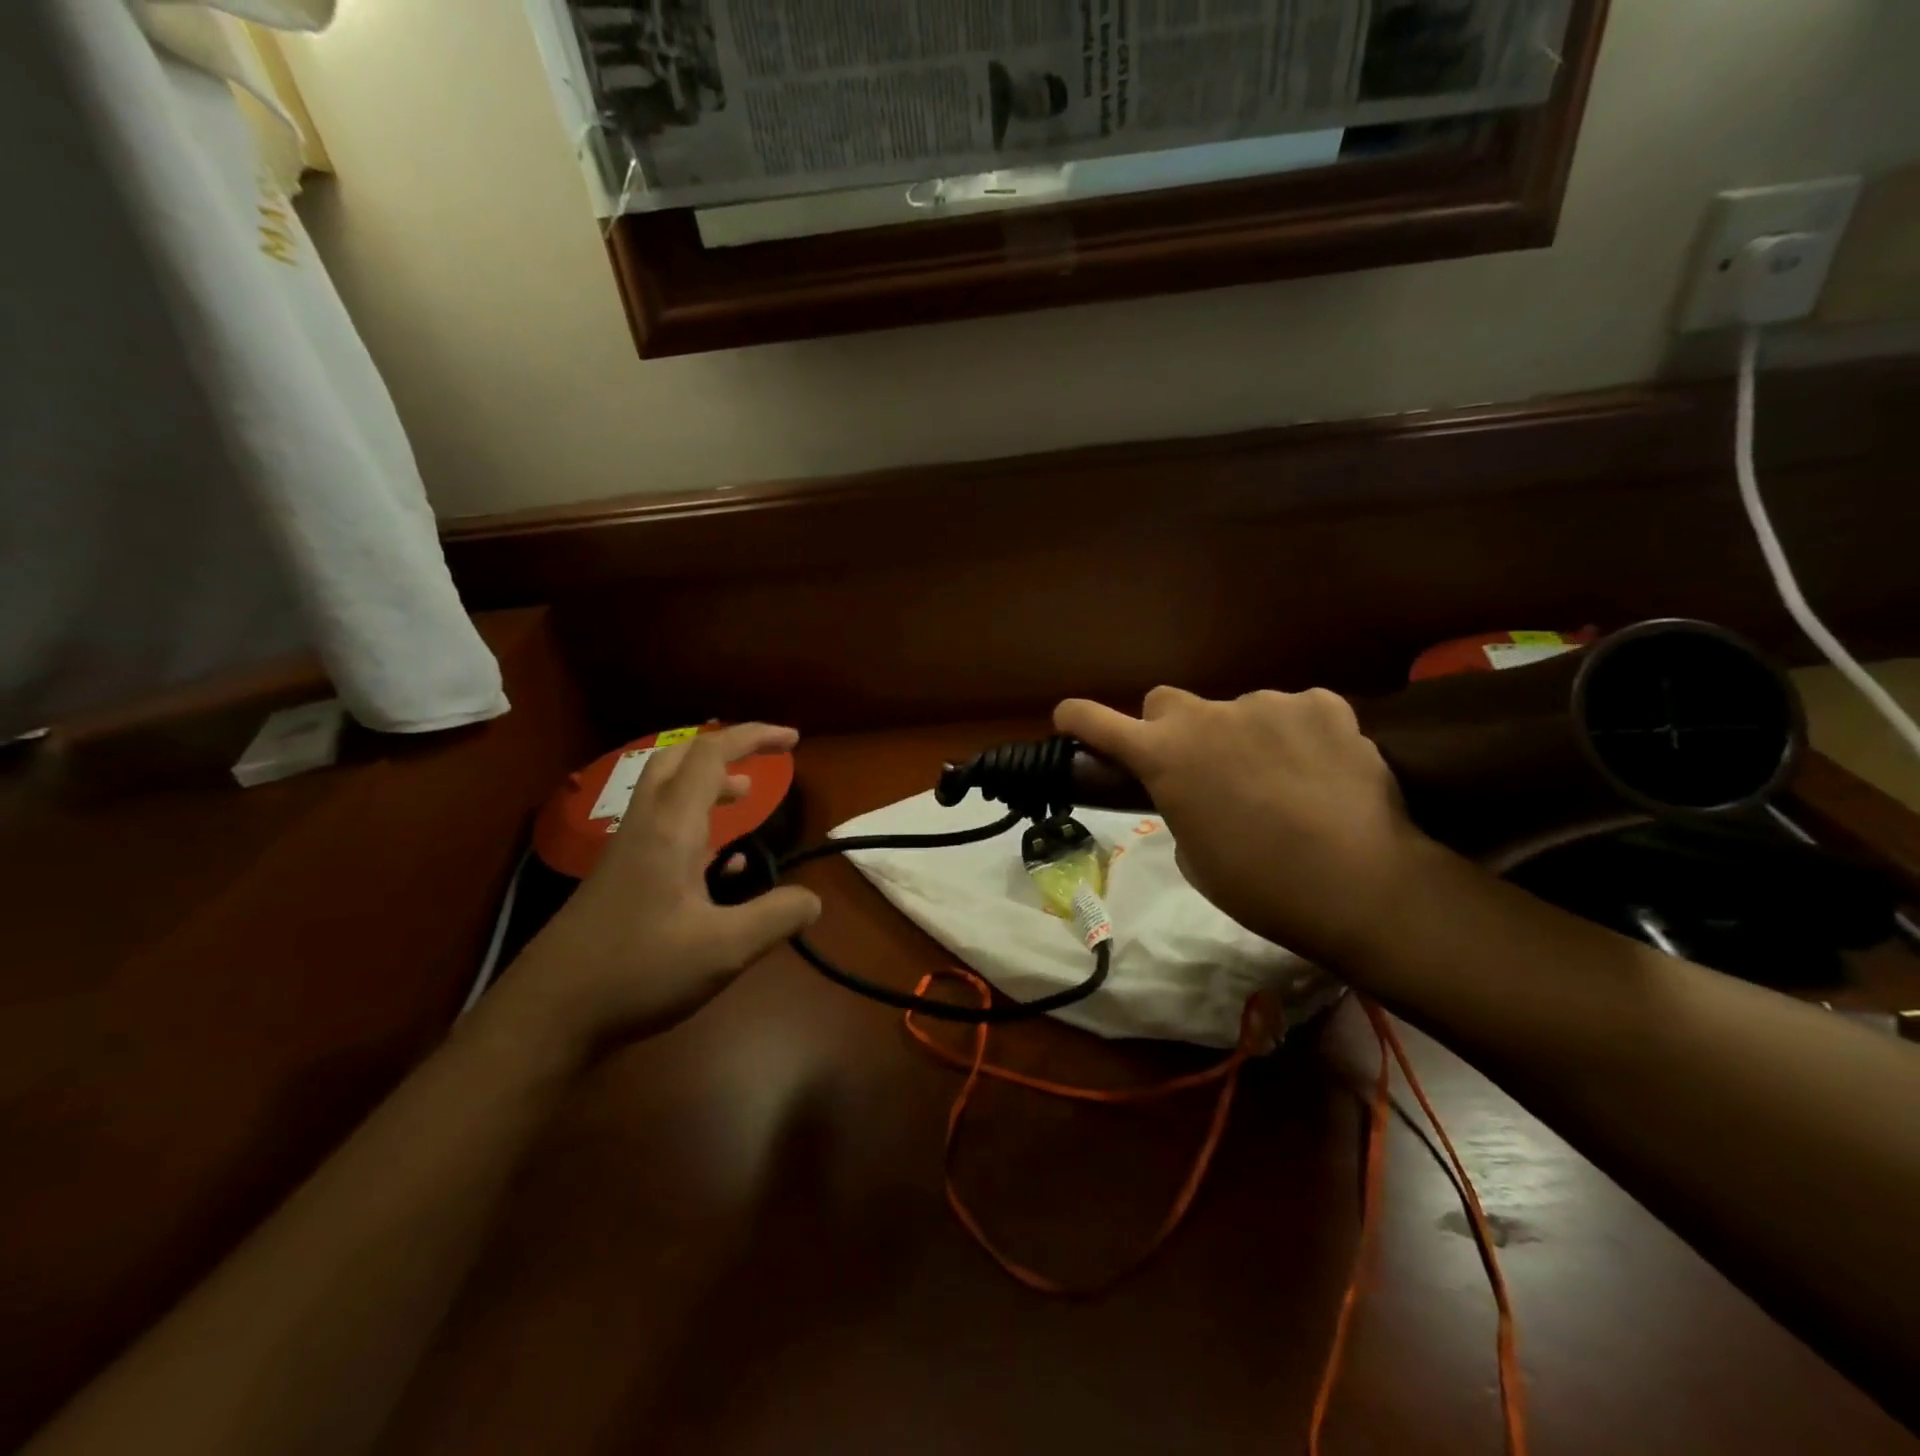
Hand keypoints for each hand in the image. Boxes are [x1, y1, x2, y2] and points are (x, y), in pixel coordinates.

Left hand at [482, 724, 821, 1069]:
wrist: (547, 1015)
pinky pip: (663, 830)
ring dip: (710, 785)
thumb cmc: (638, 971)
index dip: (754, 737)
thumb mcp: (724, 950)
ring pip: (668, 794)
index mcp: (670, 828)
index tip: (793, 740)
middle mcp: (646, 827)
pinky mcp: (620, 879)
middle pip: (679, 759)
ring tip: (748, 799)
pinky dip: (699, 826)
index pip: (711, 755)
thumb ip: (776, 917)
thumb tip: (814, 901)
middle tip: (764, 760)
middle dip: (725, 749)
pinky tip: (724, 866)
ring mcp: (627, 852)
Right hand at [1054, 687, 1433, 966]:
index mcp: (1163, 756)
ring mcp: (1267, 703)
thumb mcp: (1194, 856)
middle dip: (1172, 729)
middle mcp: (1206, 717)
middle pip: (1165, 701)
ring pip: (1238, 710)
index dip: (1078, 719)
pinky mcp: (1322, 703)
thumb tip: (1199, 789)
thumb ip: (1181, 805)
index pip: (1098, 723)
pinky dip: (1299, 734)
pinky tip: (1323, 770)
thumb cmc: (1260, 886)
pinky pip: (1295, 712)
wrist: (1360, 884)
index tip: (1069, 718)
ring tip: (1284, 781)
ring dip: (1245, 736)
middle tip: (1202, 766)